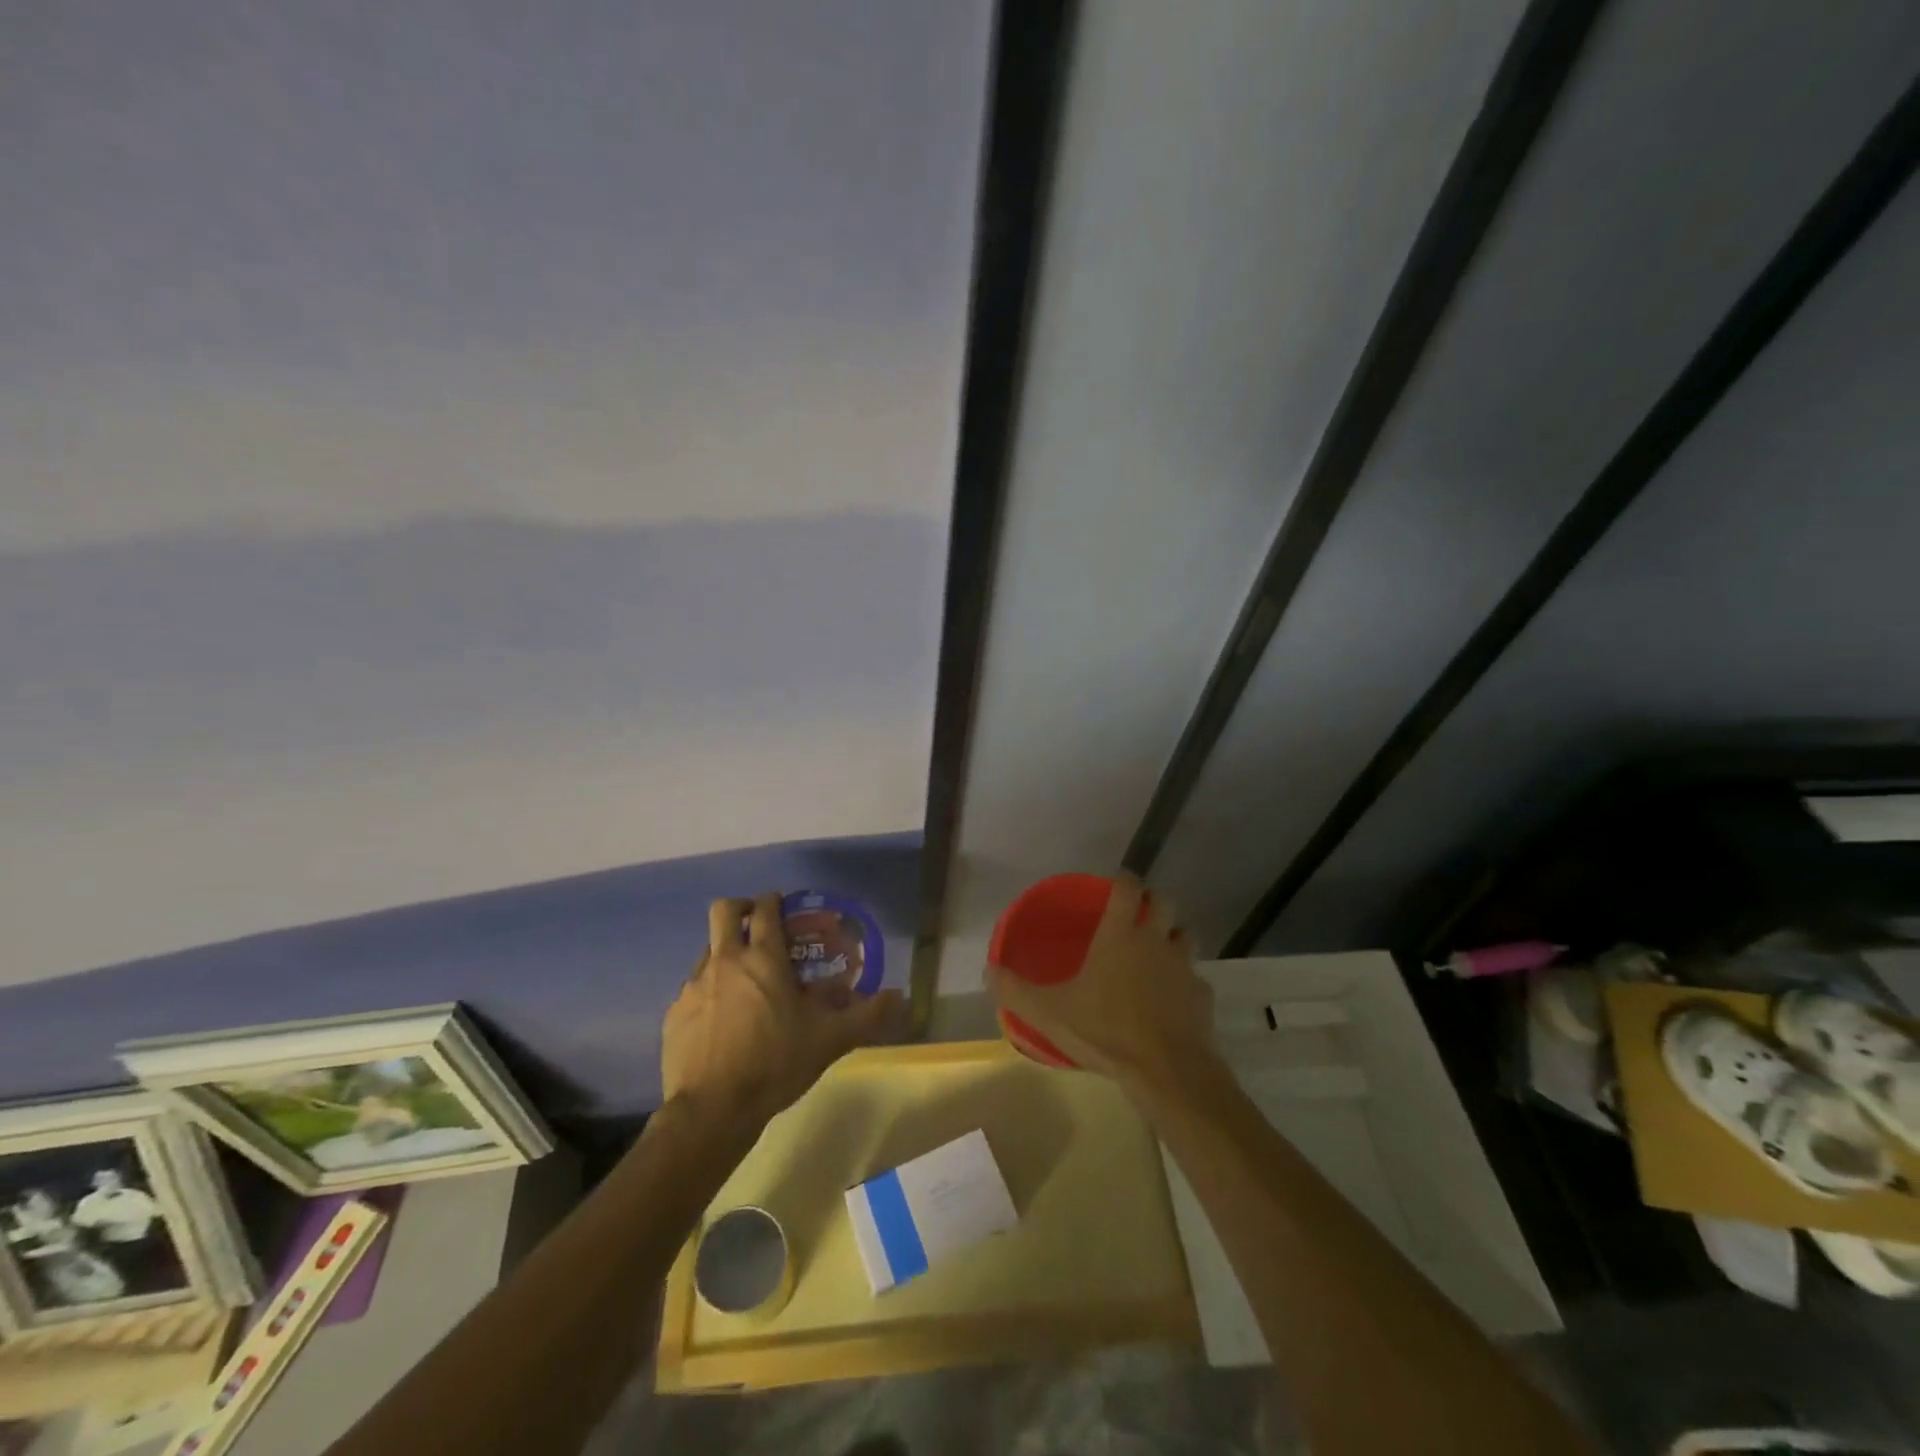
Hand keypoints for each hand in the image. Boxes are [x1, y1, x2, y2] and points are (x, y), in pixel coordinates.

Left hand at [662, 894, 903, 1131]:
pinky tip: (723, 1020)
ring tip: (745, 982)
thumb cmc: (775, 1063)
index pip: (765, 909)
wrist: (712, 1110)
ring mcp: (695, 985)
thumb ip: (867, 1015)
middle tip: (758, 925)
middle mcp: (726, 961)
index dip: (775, 901)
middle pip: (724, 910)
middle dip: (742, 908)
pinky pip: (694, 988)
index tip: (785, 908)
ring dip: (726, 953)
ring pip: (708, 949)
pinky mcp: (675, 1013)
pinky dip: (710, 991)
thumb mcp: (830, 1040)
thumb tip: (901, 998)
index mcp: (764, 958)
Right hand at [986, 874, 1213, 1086]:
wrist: (1167, 1071)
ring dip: (1172, 938)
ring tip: (1156, 954)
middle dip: (1153, 902)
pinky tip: (1172, 1001)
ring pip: (1185, 936)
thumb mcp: (1048, 1013)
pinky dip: (1185, 983)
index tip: (1116, 883)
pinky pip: (1195, 979)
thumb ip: (1015, 990)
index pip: (1129, 887)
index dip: (1124, 879)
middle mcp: (1156, 941)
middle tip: (1137, 915)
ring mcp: (1184, 967)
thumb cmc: (1105, 1031)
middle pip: (1165, 902)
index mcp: (1121, 934)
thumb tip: (988, 969)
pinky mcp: (1203, 996)